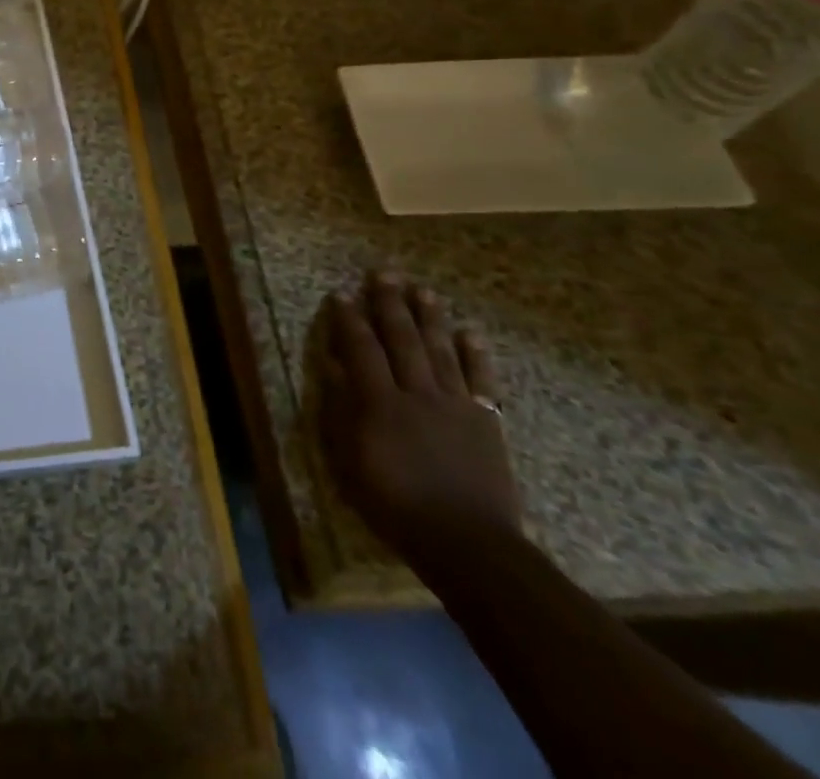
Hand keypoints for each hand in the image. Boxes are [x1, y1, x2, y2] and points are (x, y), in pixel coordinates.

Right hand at [317, 272, 520, 563]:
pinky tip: (470, 333)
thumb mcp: (351, 463)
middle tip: (384, 273)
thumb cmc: (396, 506)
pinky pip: (480, 381)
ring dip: (430, 318)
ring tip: (422, 290)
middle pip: (402, 339)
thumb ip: (343, 412)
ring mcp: (455, 406)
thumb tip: (335, 369)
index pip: (361, 349)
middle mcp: (417, 394)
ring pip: (440, 351)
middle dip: (390, 304)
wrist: (468, 544)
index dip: (349, 319)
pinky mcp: (485, 422)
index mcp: (380, 403)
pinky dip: (475, 355)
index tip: (341, 294)